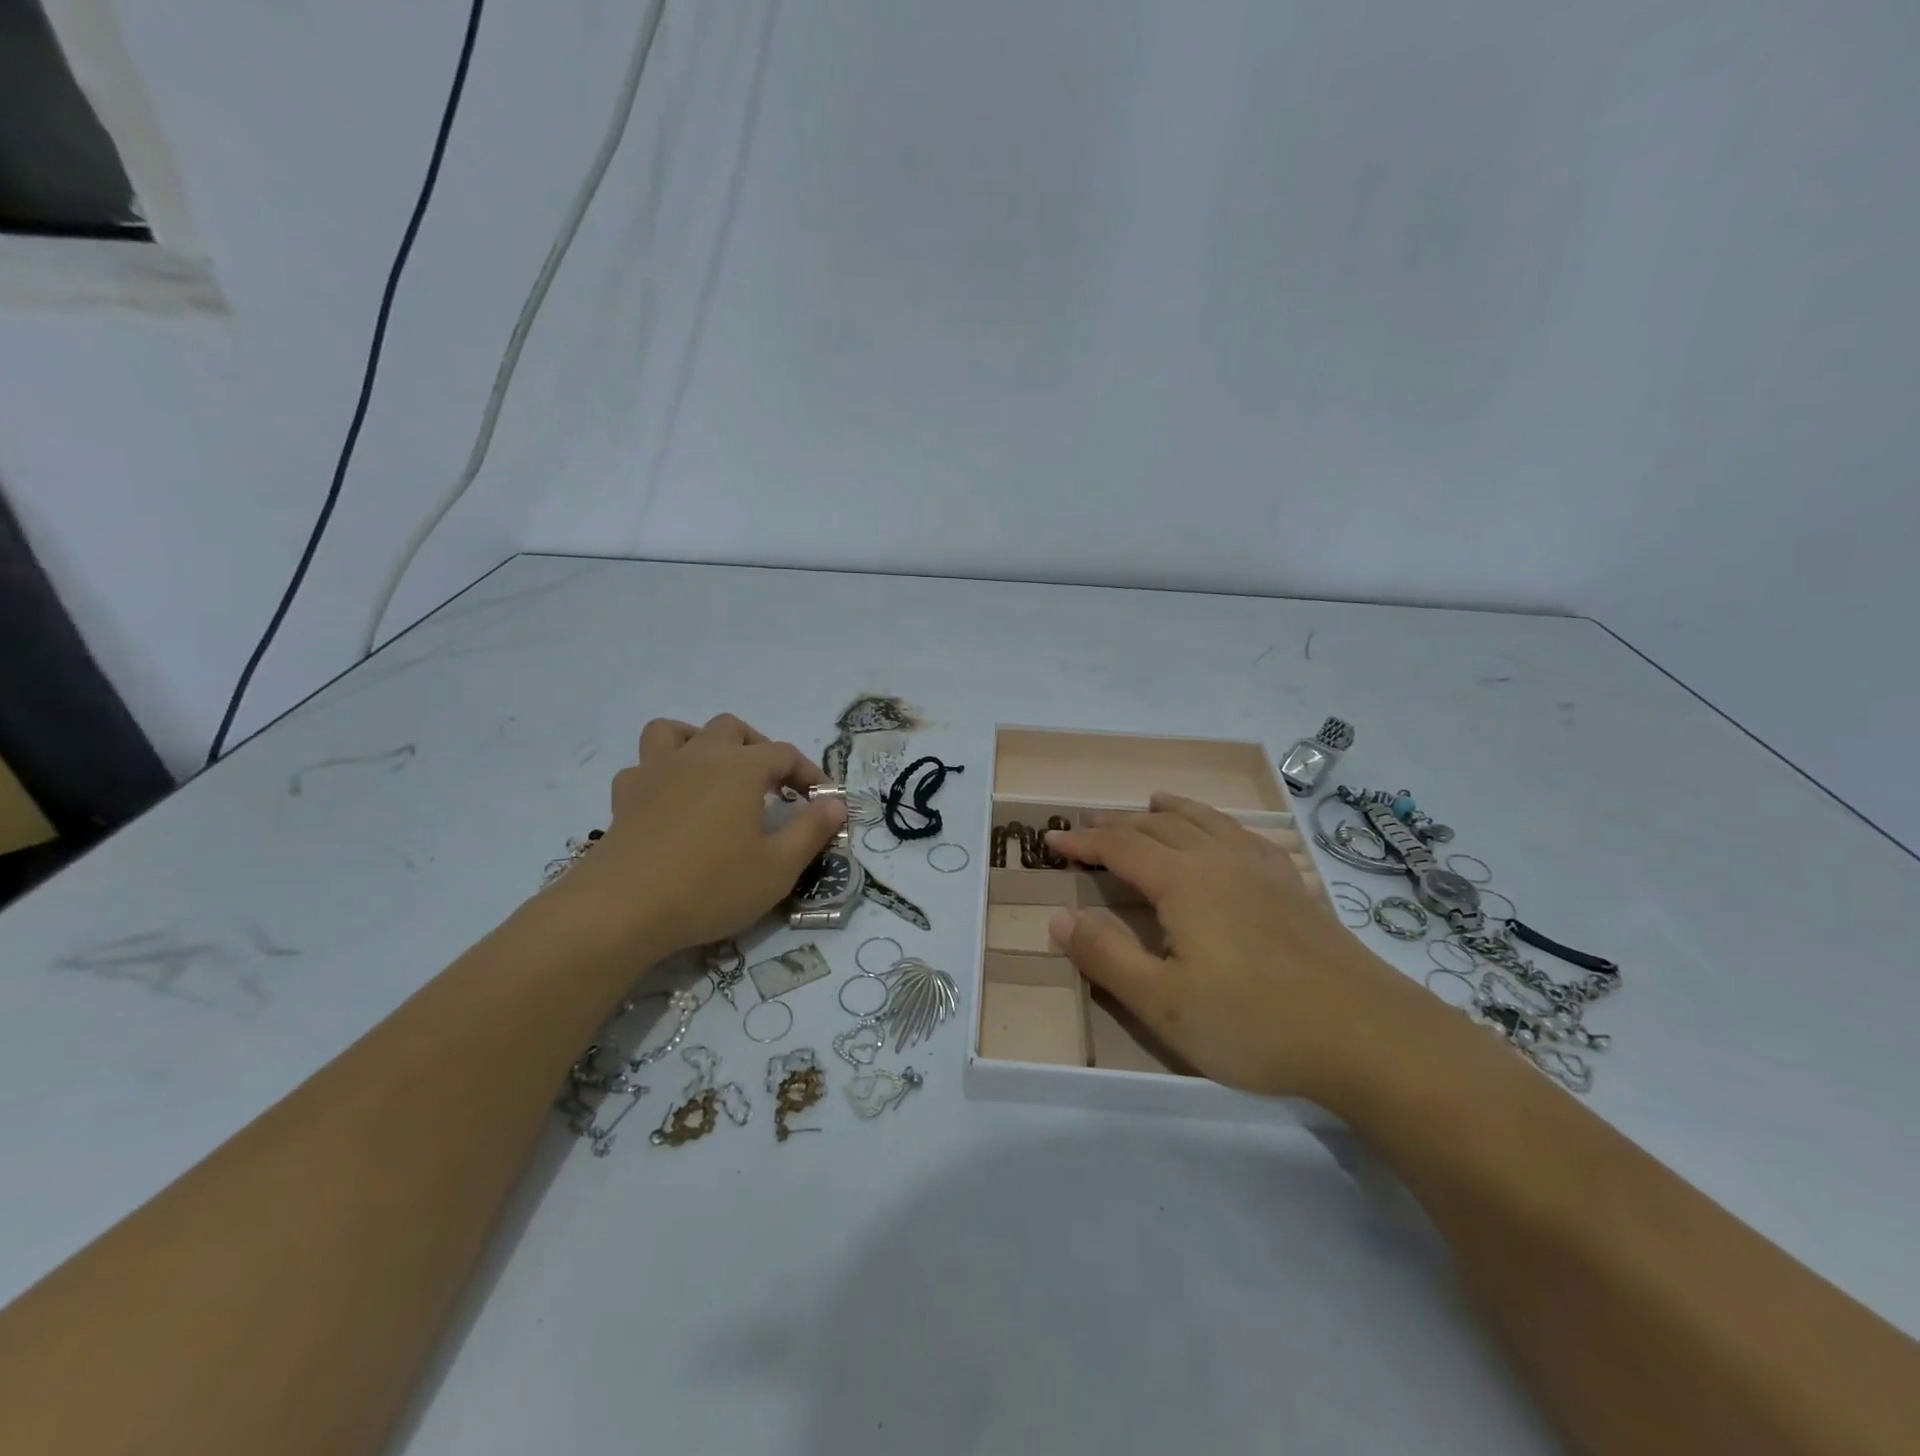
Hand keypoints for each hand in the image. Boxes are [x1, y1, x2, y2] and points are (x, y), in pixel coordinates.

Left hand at [551, 714, 845, 956]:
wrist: (622, 910)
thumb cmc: (710, 886)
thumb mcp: (778, 867)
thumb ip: (811, 830)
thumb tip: (836, 803)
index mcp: (740, 769)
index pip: (784, 754)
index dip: (808, 773)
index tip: (821, 800)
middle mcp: (698, 757)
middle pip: (733, 729)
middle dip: (758, 749)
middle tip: (771, 786)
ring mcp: (655, 772)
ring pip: (676, 731)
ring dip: (701, 742)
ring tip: (715, 773)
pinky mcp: (624, 797)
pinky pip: (643, 766)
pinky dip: (661, 773)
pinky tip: (670, 800)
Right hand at [1046, 793, 1438, 1101]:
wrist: (1368, 1036)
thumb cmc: (1254, 1022)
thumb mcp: (1163, 1002)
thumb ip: (1106, 957)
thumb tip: (1057, 918)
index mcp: (1182, 881)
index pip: (1120, 846)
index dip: (1083, 842)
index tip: (1051, 842)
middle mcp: (1219, 860)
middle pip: (1158, 826)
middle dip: (1118, 825)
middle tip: (1090, 829)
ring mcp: (1262, 870)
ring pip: (1205, 822)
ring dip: (1170, 811)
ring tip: (1153, 802)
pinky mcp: (1294, 888)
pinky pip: (1246, 837)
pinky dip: (1220, 825)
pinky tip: (1226, 836)